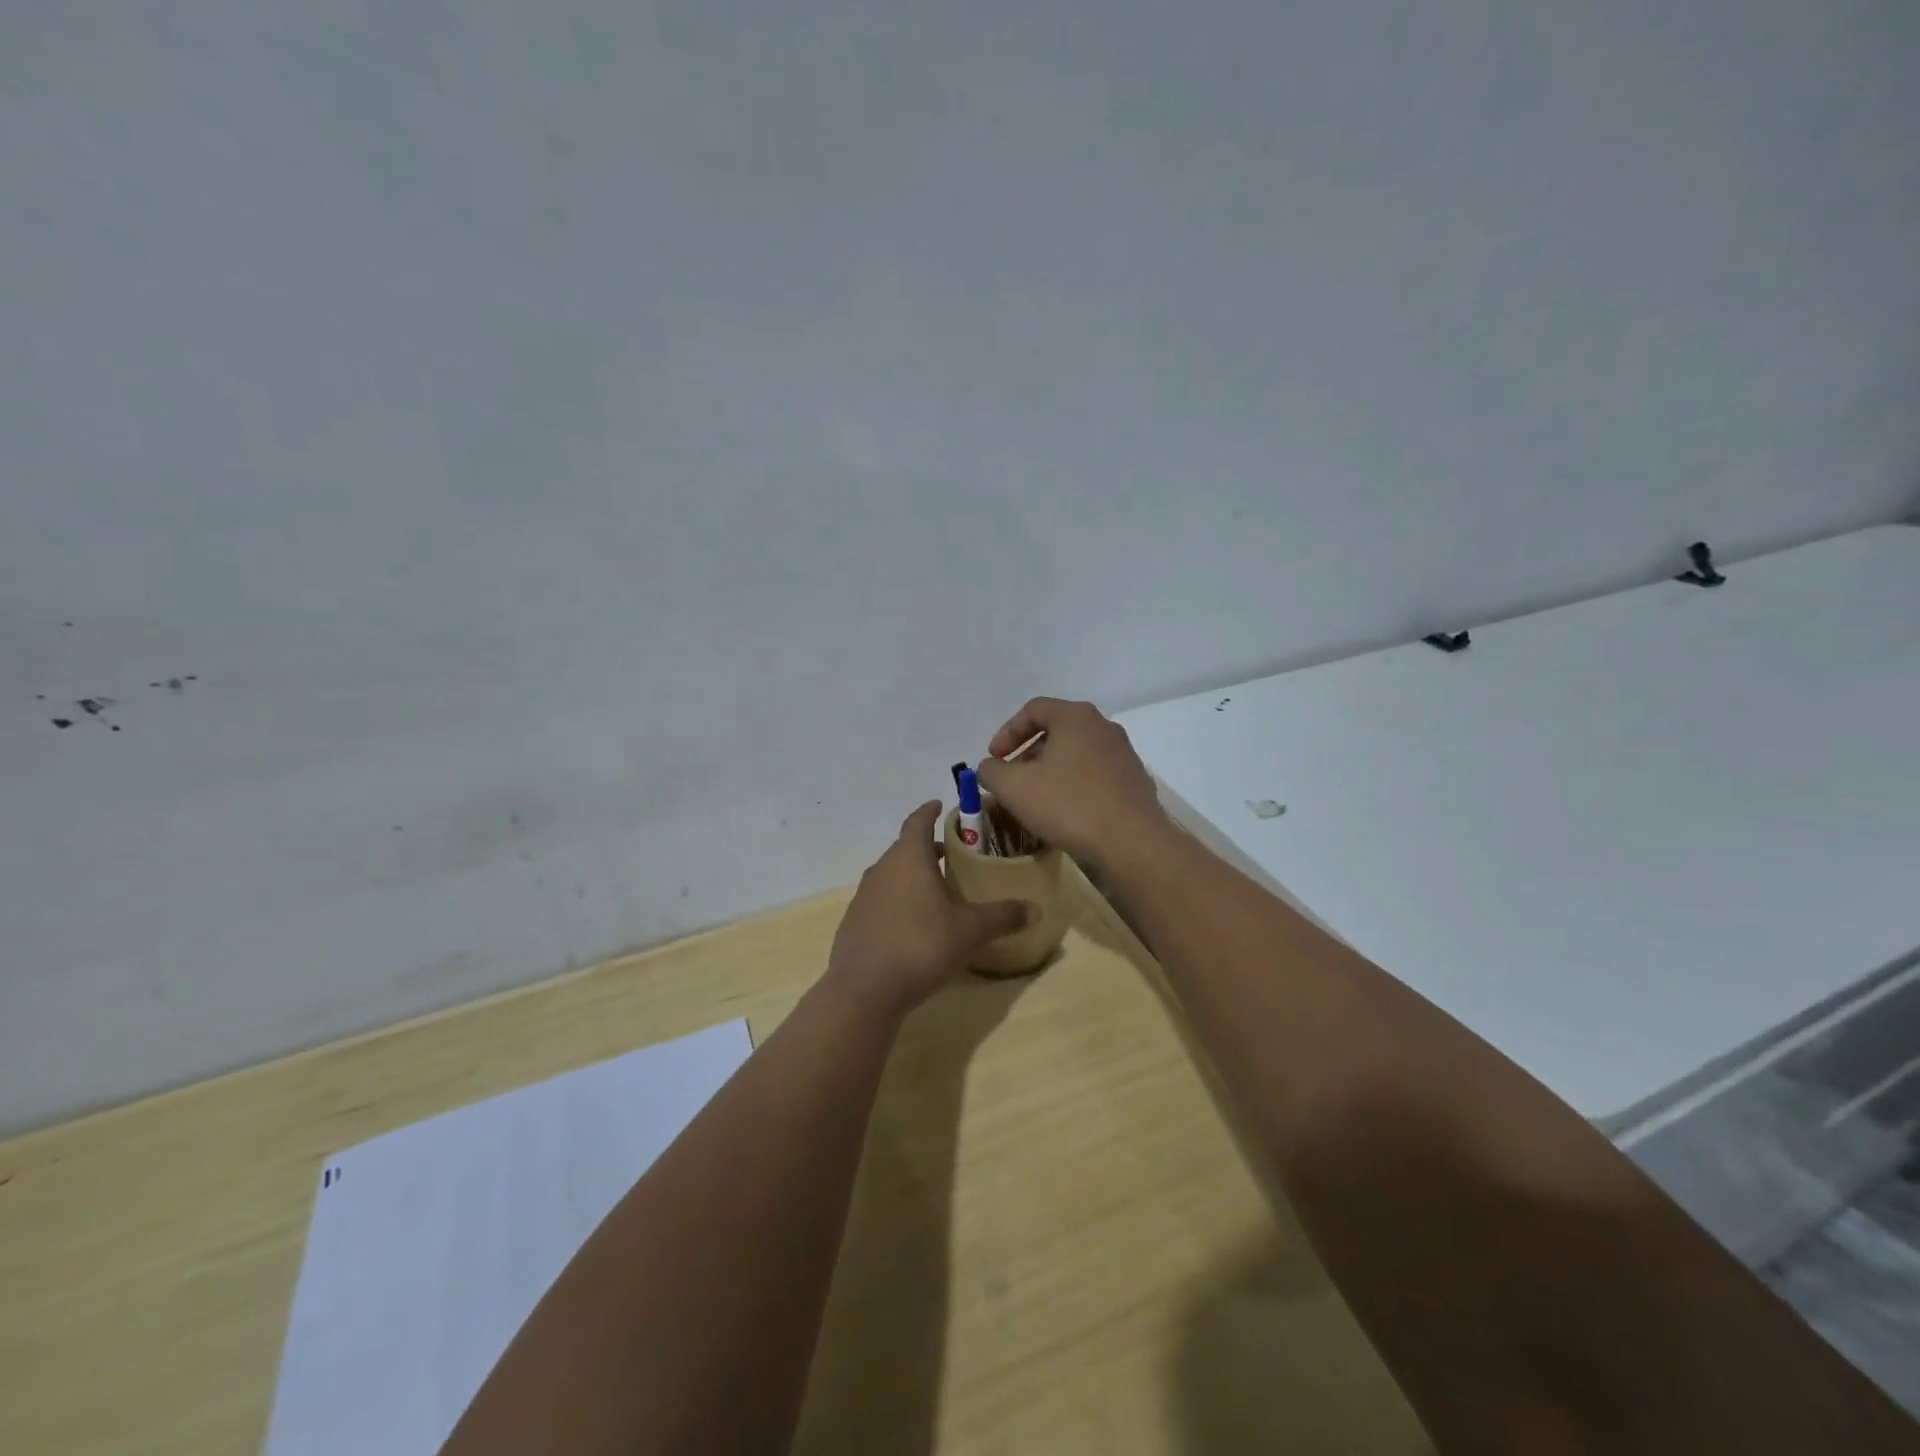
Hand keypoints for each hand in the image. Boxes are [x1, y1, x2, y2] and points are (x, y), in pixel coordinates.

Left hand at [825, 801, 1035, 1015]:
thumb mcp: (969, 930)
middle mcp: (882, 869)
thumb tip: (1036, 909)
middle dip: (926, 848)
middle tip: (951, 853)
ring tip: (936, 889)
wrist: (865, 989)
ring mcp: (864, 896)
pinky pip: (881, 901)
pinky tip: (914, 924)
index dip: (929, 811)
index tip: (940, 805)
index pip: (918, 821)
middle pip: (905, 848)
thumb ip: (1002, 916)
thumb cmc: (921, 945)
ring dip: (912, 876)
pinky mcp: (854, 923)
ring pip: (892, 875)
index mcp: (908, 858)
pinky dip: (898, 902)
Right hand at [974, 698, 1169, 868]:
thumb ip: (991, 771)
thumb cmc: (1069, 805)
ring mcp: (1124, 754)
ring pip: (1077, 753)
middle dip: (1028, 752)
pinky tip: (1066, 812)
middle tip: (1013, 778)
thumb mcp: (1014, 788)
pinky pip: (1095, 774)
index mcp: (1075, 717)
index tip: (994, 759)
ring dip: (1051, 770)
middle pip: (1057, 730)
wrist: (1132, 842)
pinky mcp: (1134, 781)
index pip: (1033, 710)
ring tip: (1037, 797)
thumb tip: (990, 767)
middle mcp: (1103, 727)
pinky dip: (1074, 784)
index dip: (1007, 732)